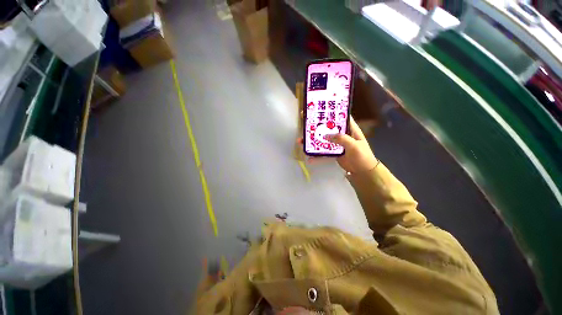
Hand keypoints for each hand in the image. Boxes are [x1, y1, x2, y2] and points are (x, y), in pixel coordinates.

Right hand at [298, 116, 377, 173]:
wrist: (363, 172)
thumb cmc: (362, 157)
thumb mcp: (354, 146)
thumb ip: (341, 139)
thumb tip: (325, 135)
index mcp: (349, 129)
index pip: (340, 117)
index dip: (331, 112)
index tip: (319, 109)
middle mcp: (342, 134)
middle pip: (328, 128)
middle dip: (317, 126)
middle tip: (305, 123)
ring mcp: (336, 144)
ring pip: (323, 140)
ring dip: (313, 141)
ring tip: (301, 141)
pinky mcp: (333, 152)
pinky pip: (323, 152)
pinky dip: (317, 156)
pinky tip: (309, 159)